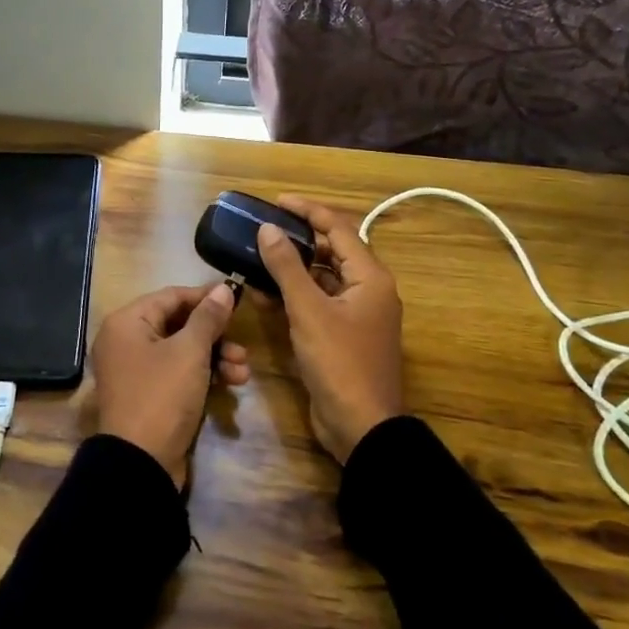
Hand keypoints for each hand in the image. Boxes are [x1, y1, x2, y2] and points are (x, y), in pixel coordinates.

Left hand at [90, 282, 249, 488]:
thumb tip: (223, 288)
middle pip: (178, 325)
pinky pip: (178, 374)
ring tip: (242, 372)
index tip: (237, 298)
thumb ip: (208, 318)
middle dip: (215, 335)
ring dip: (215, 357)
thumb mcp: (190, 352)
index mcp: (127, 323)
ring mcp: (136, 370)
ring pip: (182, 351)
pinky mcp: (148, 395)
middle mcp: (126, 341)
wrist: (140, 464)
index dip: (205, 297)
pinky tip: (230, 385)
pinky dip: (203, 375)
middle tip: (242, 346)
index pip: (171, 297)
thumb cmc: (162, 396)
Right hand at [257, 196, 405, 463]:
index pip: (338, 228)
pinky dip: (295, 295)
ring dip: (294, 267)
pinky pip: (318, 303)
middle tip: (264, 227)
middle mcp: (367, 290)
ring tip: (259, 255)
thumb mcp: (308, 311)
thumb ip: (287, 267)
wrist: (360, 426)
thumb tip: (268, 228)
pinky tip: (264, 293)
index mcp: (370, 277)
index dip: (307, 211)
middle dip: (299, 238)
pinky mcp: (342, 336)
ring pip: (323, 278)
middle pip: (332, 251)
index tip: (276, 201)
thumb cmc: (339, 362)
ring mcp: (356, 315)